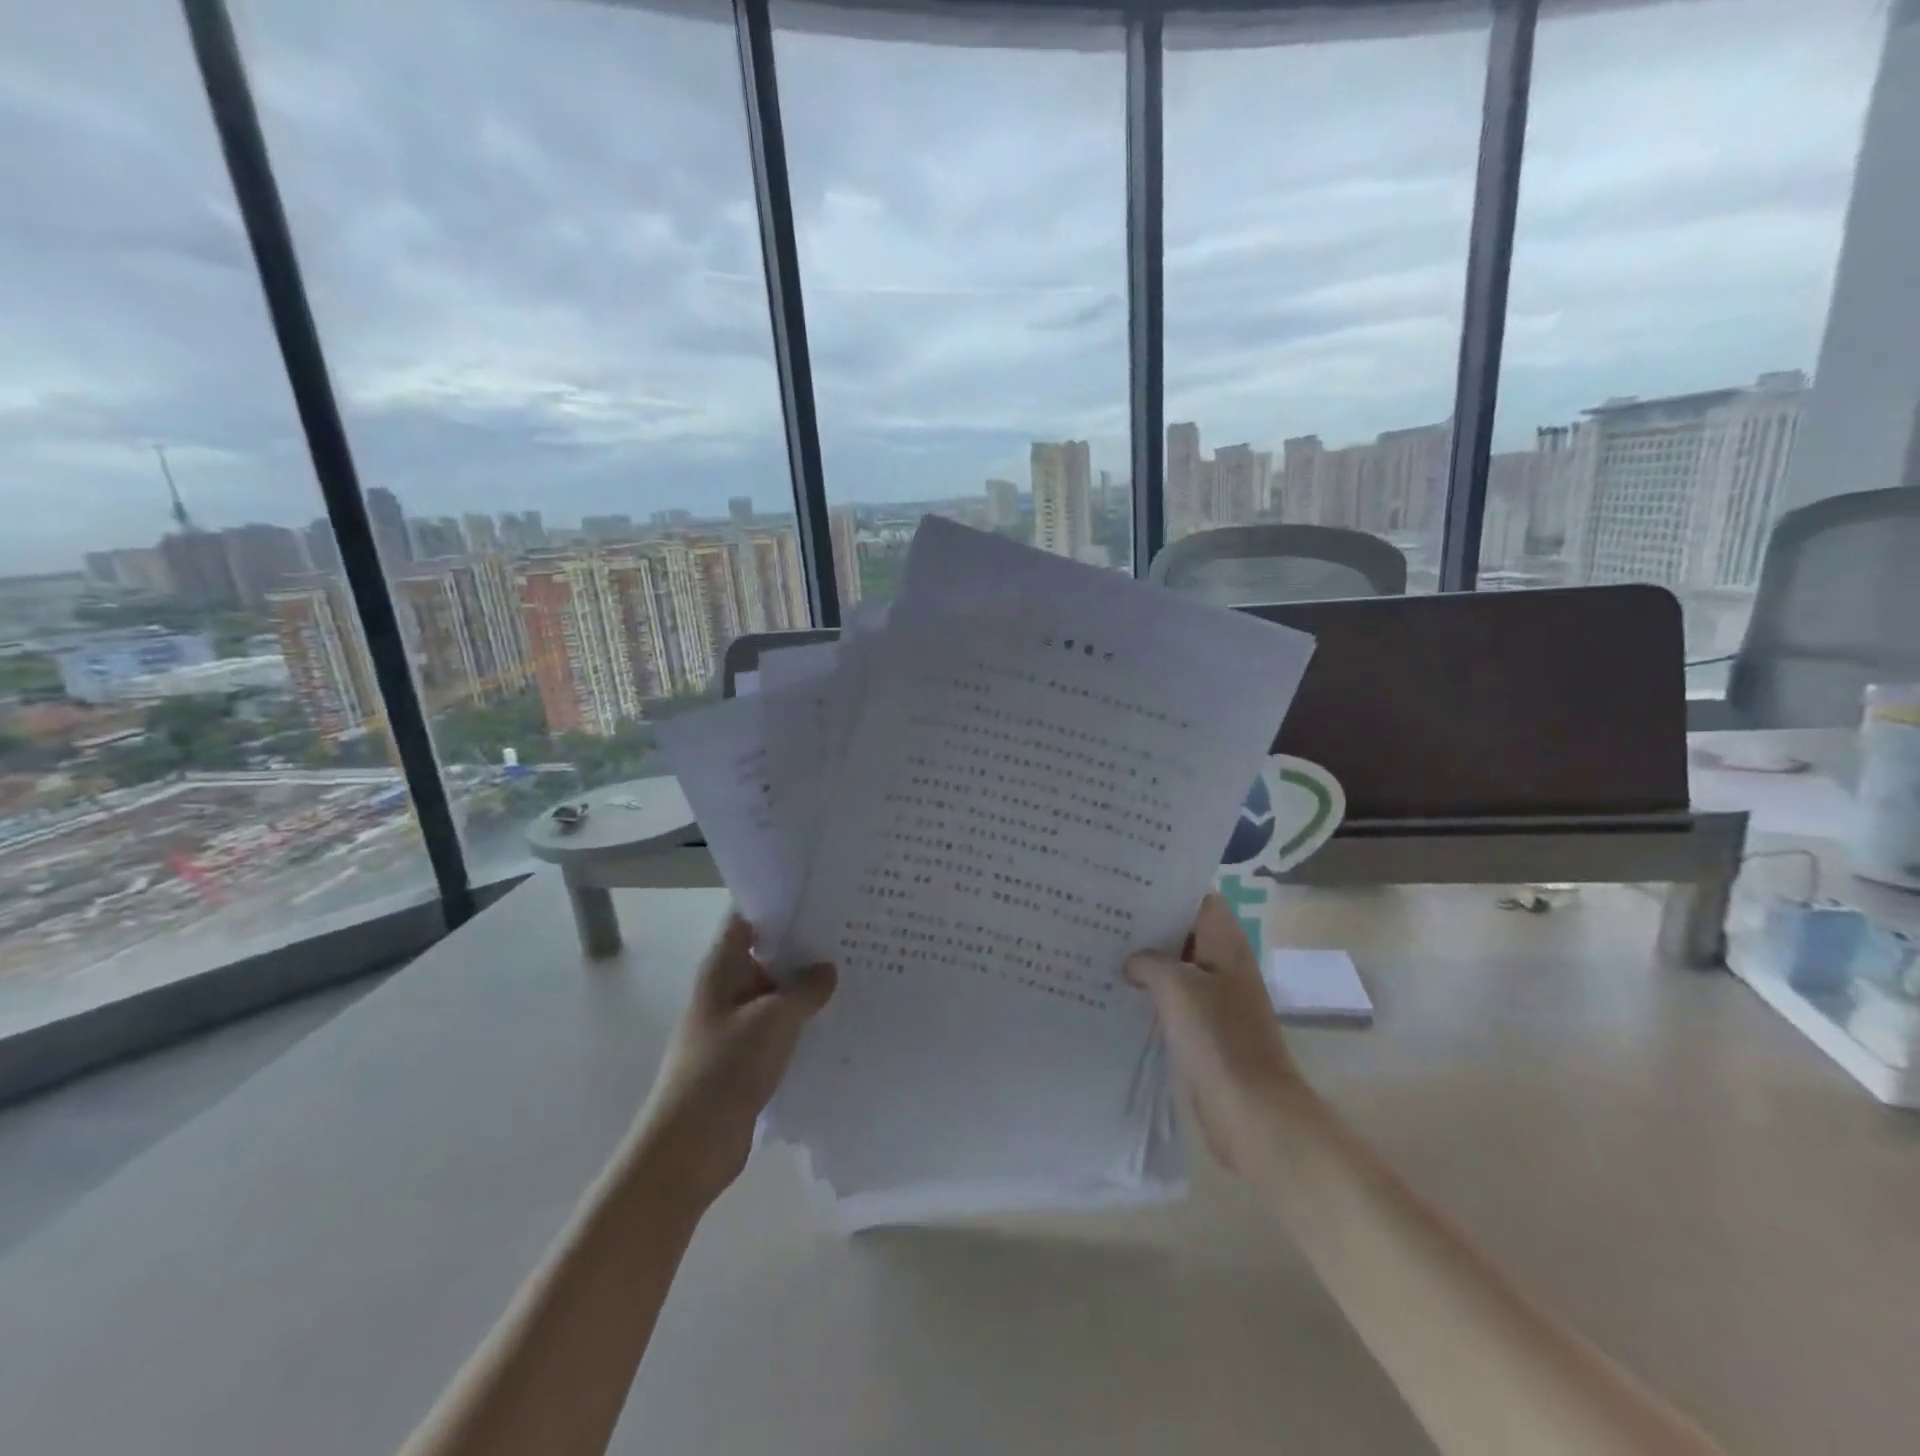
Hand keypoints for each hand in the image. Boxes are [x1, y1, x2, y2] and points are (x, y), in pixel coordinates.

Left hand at [637, 914, 835, 1207]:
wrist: (690, 1147)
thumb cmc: (725, 1068)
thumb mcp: (774, 1021)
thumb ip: (805, 989)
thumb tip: (827, 969)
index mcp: (721, 970)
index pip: (745, 920)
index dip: (776, 905)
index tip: (818, 896)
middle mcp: (725, 991)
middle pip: (765, 956)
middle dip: (803, 948)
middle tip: (849, 934)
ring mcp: (734, 1027)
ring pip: (775, 996)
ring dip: (805, 989)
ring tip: (853, 973)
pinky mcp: (745, 1060)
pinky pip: (778, 1030)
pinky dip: (802, 1024)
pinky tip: (836, 1021)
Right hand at [1125, 893, 1308, 1174]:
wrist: (1252, 1112)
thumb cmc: (1218, 1038)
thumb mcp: (1176, 986)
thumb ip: (1148, 961)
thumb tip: (1132, 961)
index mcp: (1226, 943)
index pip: (1197, 897)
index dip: (1165, 887)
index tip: (1126, 883)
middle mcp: (1223, 963)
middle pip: (1183, 930)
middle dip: (1146, 923)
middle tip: (1101, 912)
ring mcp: (1215, 998)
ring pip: (1175, 965)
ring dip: (1144, 959)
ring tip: (1099, 946)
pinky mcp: (1204, 1029)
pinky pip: (1173, 998)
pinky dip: (1148, 992)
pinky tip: (1114, 990)